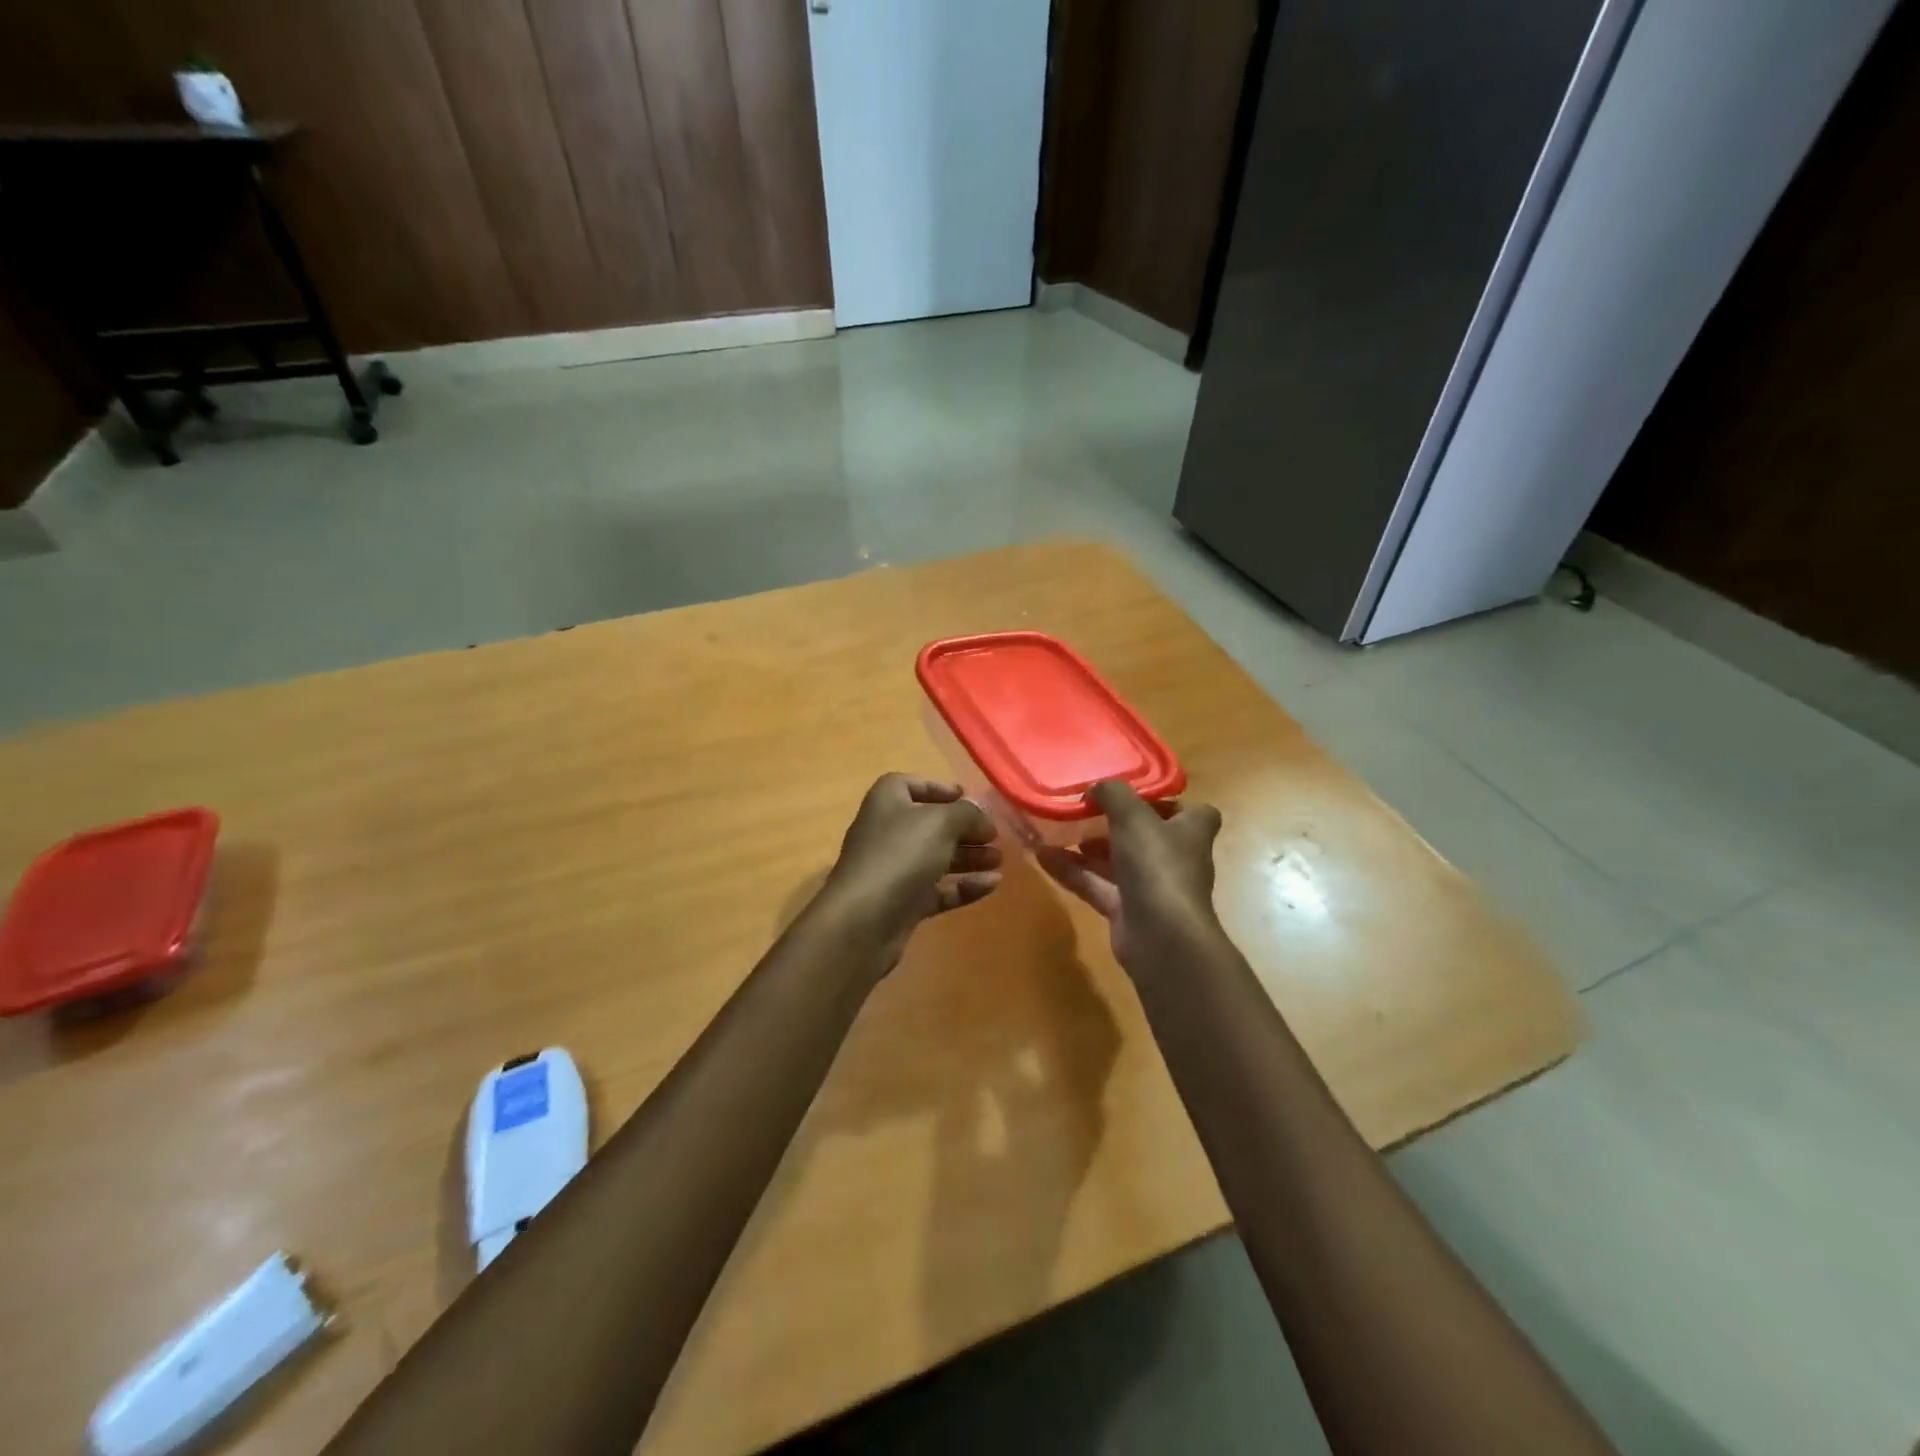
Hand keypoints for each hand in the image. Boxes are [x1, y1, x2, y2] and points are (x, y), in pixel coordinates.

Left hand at [818, 774, 1002, 968]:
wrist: (864, 920)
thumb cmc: (901, 855)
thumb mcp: (941, 822)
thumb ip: (967, 814)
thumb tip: (981, 817)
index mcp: (888, 801)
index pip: (912, 785)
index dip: (940, 788)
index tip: (968, 797)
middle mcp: (888, 831)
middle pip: (931, 824)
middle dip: (965, 829)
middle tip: (995, 836)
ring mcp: (894, 869)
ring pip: (937, 858)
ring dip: (969, 857)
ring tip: (999, 860)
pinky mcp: (903, 902)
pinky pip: (938, 889)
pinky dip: (963, 886)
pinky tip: (992, 885)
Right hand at [1038, 780, 1223, 975]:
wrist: (1162, 937)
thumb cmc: (1157, 865)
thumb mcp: (1133, 816)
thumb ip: (1112, 794)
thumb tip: (1095, 789)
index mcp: (1191, 831)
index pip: (1190, 811)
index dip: (1165, 801)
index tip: (1134, 794)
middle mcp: (1175, 858)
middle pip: (1146, 835)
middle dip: (1115, 823)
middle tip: (1085, 809)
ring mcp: (1151, 886)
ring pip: (1117, 860)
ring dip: (1088, 847)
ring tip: (1058, 829)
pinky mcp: (1127, 910)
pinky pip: (1096, 884)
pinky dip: (1072, 871)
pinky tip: (1042, 856)